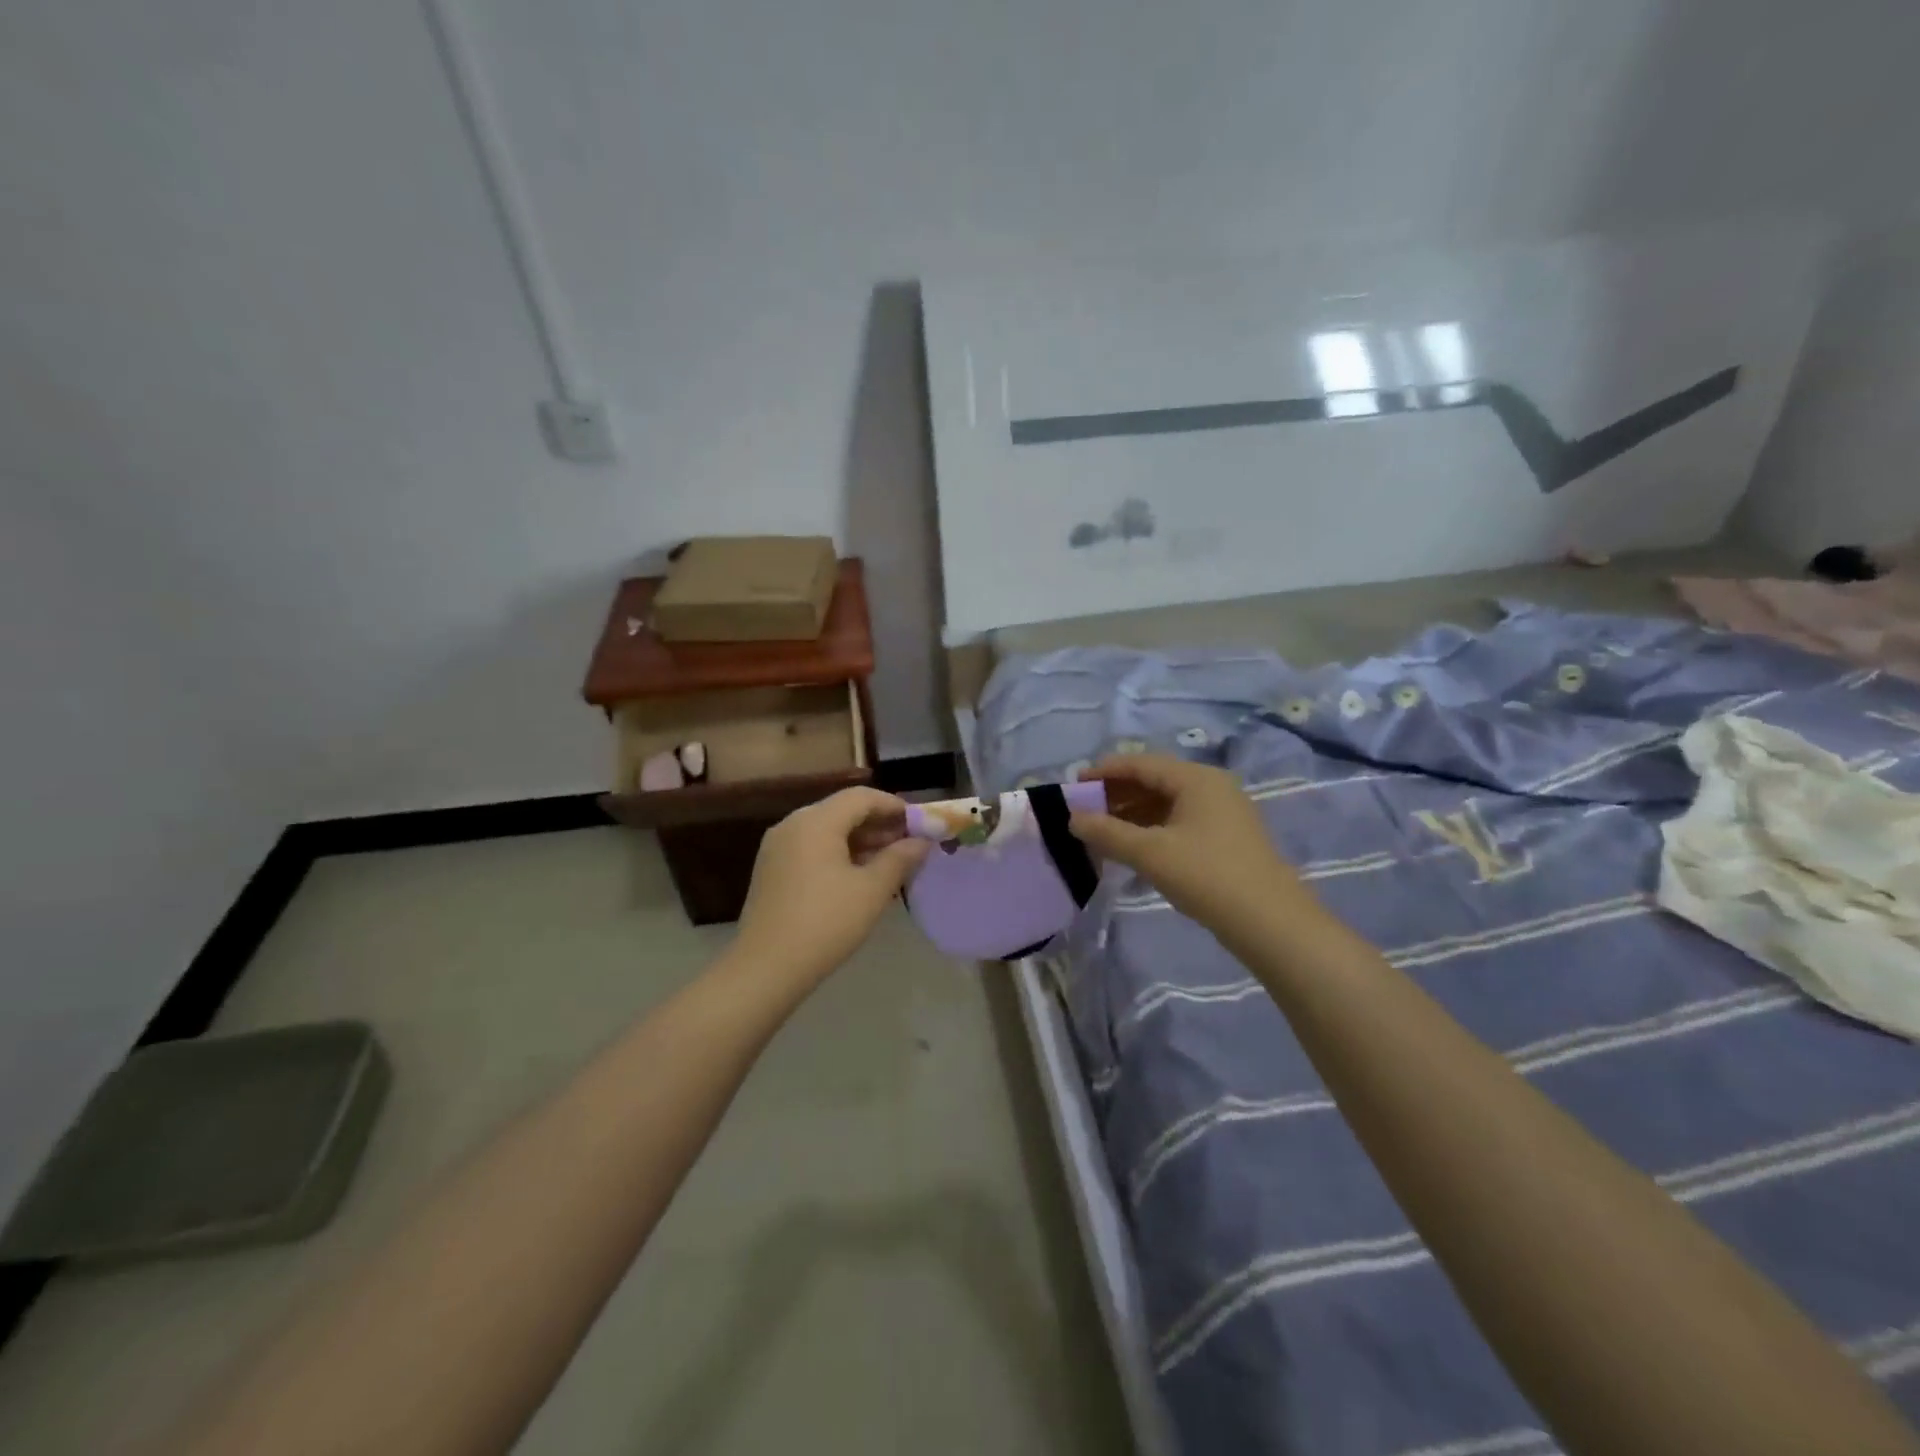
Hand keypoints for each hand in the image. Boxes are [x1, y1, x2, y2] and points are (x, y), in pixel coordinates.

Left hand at [731, 787, 930, 987]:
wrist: (765, 968)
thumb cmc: (825, 923)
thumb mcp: (872, 891)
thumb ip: (900, 859)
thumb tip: (922, 842)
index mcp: (816, 821)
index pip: (862, 797)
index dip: (895, 806)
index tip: (921, 824)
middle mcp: (793, 824)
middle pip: (842, 811)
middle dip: (879, 825)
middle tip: (910, 845)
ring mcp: (778, 847)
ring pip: (827, 831)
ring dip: (860, 841)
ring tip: (890, 863)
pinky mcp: (772, 870)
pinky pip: (812, 849)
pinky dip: (839, 854)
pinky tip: (859, 877)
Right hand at [1069, 753, 1308, 930]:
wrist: (1270, 922)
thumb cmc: (1207, 876)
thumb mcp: (1150, 854)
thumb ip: (1107, 833)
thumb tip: (1073, 818)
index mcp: (1196, 778)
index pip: (1141, 763)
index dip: (1104, 772)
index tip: (1073, 785)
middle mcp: (1211, 786)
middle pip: (1154, 780)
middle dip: (1116, 794)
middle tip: (1084, 810)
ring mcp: (1222, 812)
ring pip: (1166, 802)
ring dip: (1132, 814)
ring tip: (1101, 831)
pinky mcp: (1226, 837)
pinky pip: (1179, 820)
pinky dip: (1151, 828)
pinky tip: (1132, 847)